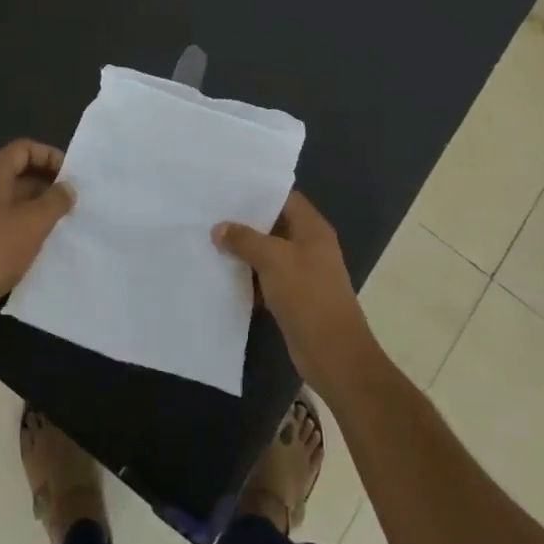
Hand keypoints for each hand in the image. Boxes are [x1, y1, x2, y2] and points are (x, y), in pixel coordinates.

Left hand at [0, 139, 73, 342]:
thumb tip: (67, 187)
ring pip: (12, 198)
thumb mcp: (33, 223)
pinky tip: (42, 241)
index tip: (71, 176)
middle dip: (47, 181)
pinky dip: (24, 223)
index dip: (49, 155)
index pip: (23, 148)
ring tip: (63, 221)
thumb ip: (55, 200)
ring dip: (38, 204)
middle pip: (17, 171)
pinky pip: (4, 219)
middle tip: (72, 199)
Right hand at [214, 191, 376, 392]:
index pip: (285, 198)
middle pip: (275, 225)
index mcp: (313, 230)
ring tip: (209, 239)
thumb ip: (245, 240)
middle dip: (245, 221)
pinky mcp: (293, 297)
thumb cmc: (308, 297)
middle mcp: (310, 246)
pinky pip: (267, 278)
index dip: (259, 193)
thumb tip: (219, 228)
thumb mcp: (274, 260)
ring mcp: (302, 273)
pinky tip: (222, 273)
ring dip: (244, 250)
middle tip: (211, 214)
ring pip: (268, 253)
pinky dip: (248, 275)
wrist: (333, 354)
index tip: (227, 189)